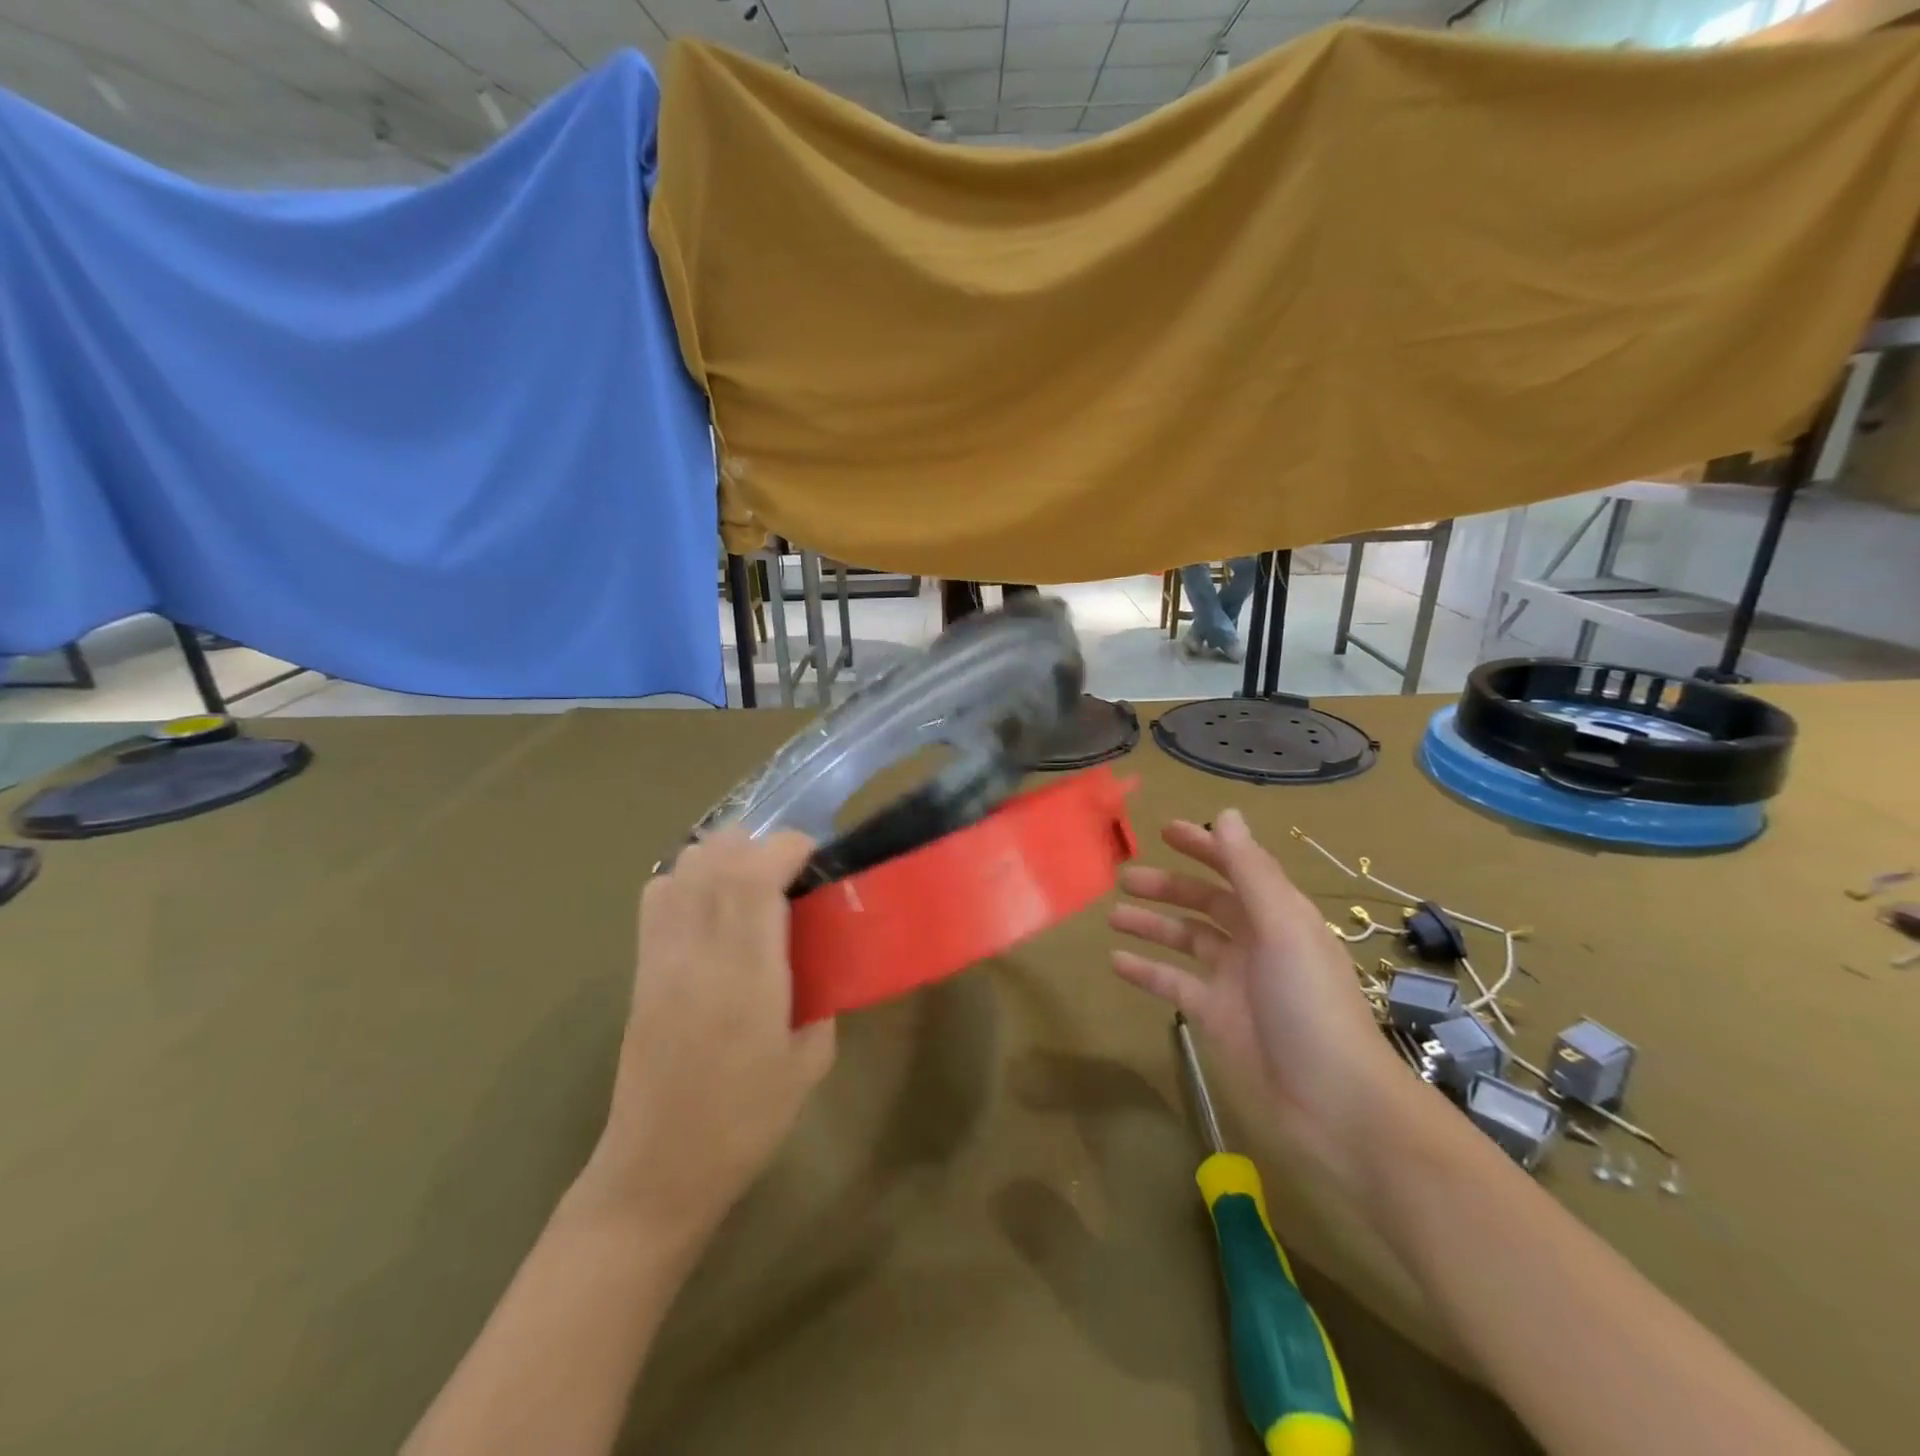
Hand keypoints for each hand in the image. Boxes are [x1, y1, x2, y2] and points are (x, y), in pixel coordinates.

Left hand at [578, 829, 835, 1243]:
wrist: (657, 1169)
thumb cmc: (745, 1123)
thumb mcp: (809, 1062)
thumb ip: (820, 997)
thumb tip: (822, 959)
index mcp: (746, 976)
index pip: (754, 876)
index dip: (788, 848)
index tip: (817, 857)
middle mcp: (698, 953)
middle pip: (717, 856)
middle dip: (761, 845)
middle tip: (792, 872)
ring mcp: (662, 956)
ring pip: (684, 866)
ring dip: (725, 857)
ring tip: (754, 885)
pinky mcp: (641, 968)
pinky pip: (659, 894)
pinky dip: (690, 878)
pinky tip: (714, 907)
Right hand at [1108, 809, 1414, 1199]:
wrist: (1334, 1102)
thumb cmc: (1310, 1004)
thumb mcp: (1282, 928)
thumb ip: (1251, 871)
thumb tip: (1226, 814)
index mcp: (1278, 914)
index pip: (1237, 867)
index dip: (1204, 846)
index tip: (1164, 831)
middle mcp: (1256, 940)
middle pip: (1205, 902)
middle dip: (1167, 887)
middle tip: (1124, 878)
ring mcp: (1235, 980)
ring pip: (1186, 940)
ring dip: (1152, 925)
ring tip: (1113, 916)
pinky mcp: (1217, 1016)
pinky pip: (1175, 983)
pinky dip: (1148, 971)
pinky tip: (1116, 962)